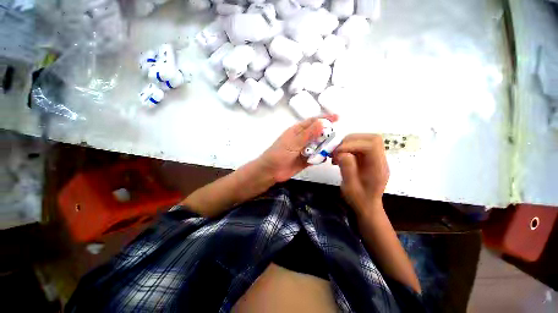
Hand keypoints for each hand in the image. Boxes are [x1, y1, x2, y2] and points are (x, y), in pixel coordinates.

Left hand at [258, 114, 338, 182]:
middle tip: (337, 138)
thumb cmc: (279, 154)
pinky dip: (321, 157)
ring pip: (319, 146)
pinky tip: (325, 158)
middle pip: (318, 134)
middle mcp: (303, 139)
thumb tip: (323, 123)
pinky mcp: (306, 160)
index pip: (313, 122)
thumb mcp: (294, 142)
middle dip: (328, 135)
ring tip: (334, 149)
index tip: (338, 117)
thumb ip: (308, 134)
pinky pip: (317, 157)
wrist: (271, 171)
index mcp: (298, 131)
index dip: (325, 118)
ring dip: (326, 147)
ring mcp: (305, 150)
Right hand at [332, 134, 388, 214]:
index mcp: (378, 168)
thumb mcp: (350, 188)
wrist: (367, 205)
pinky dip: (346, 147)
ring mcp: (375, 157)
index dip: (353, 144)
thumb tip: (342, 153)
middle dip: (349, 141)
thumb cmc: (359, 200)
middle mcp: (379, 159)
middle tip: (335, 151)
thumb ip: (347, 170)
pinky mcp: (368, 157)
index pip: (372, 145)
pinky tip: (339, 156)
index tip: (337, 152)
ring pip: (364, 139)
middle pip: (370, 139)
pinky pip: (358, 145)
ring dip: (347, 143)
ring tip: (335, 154)